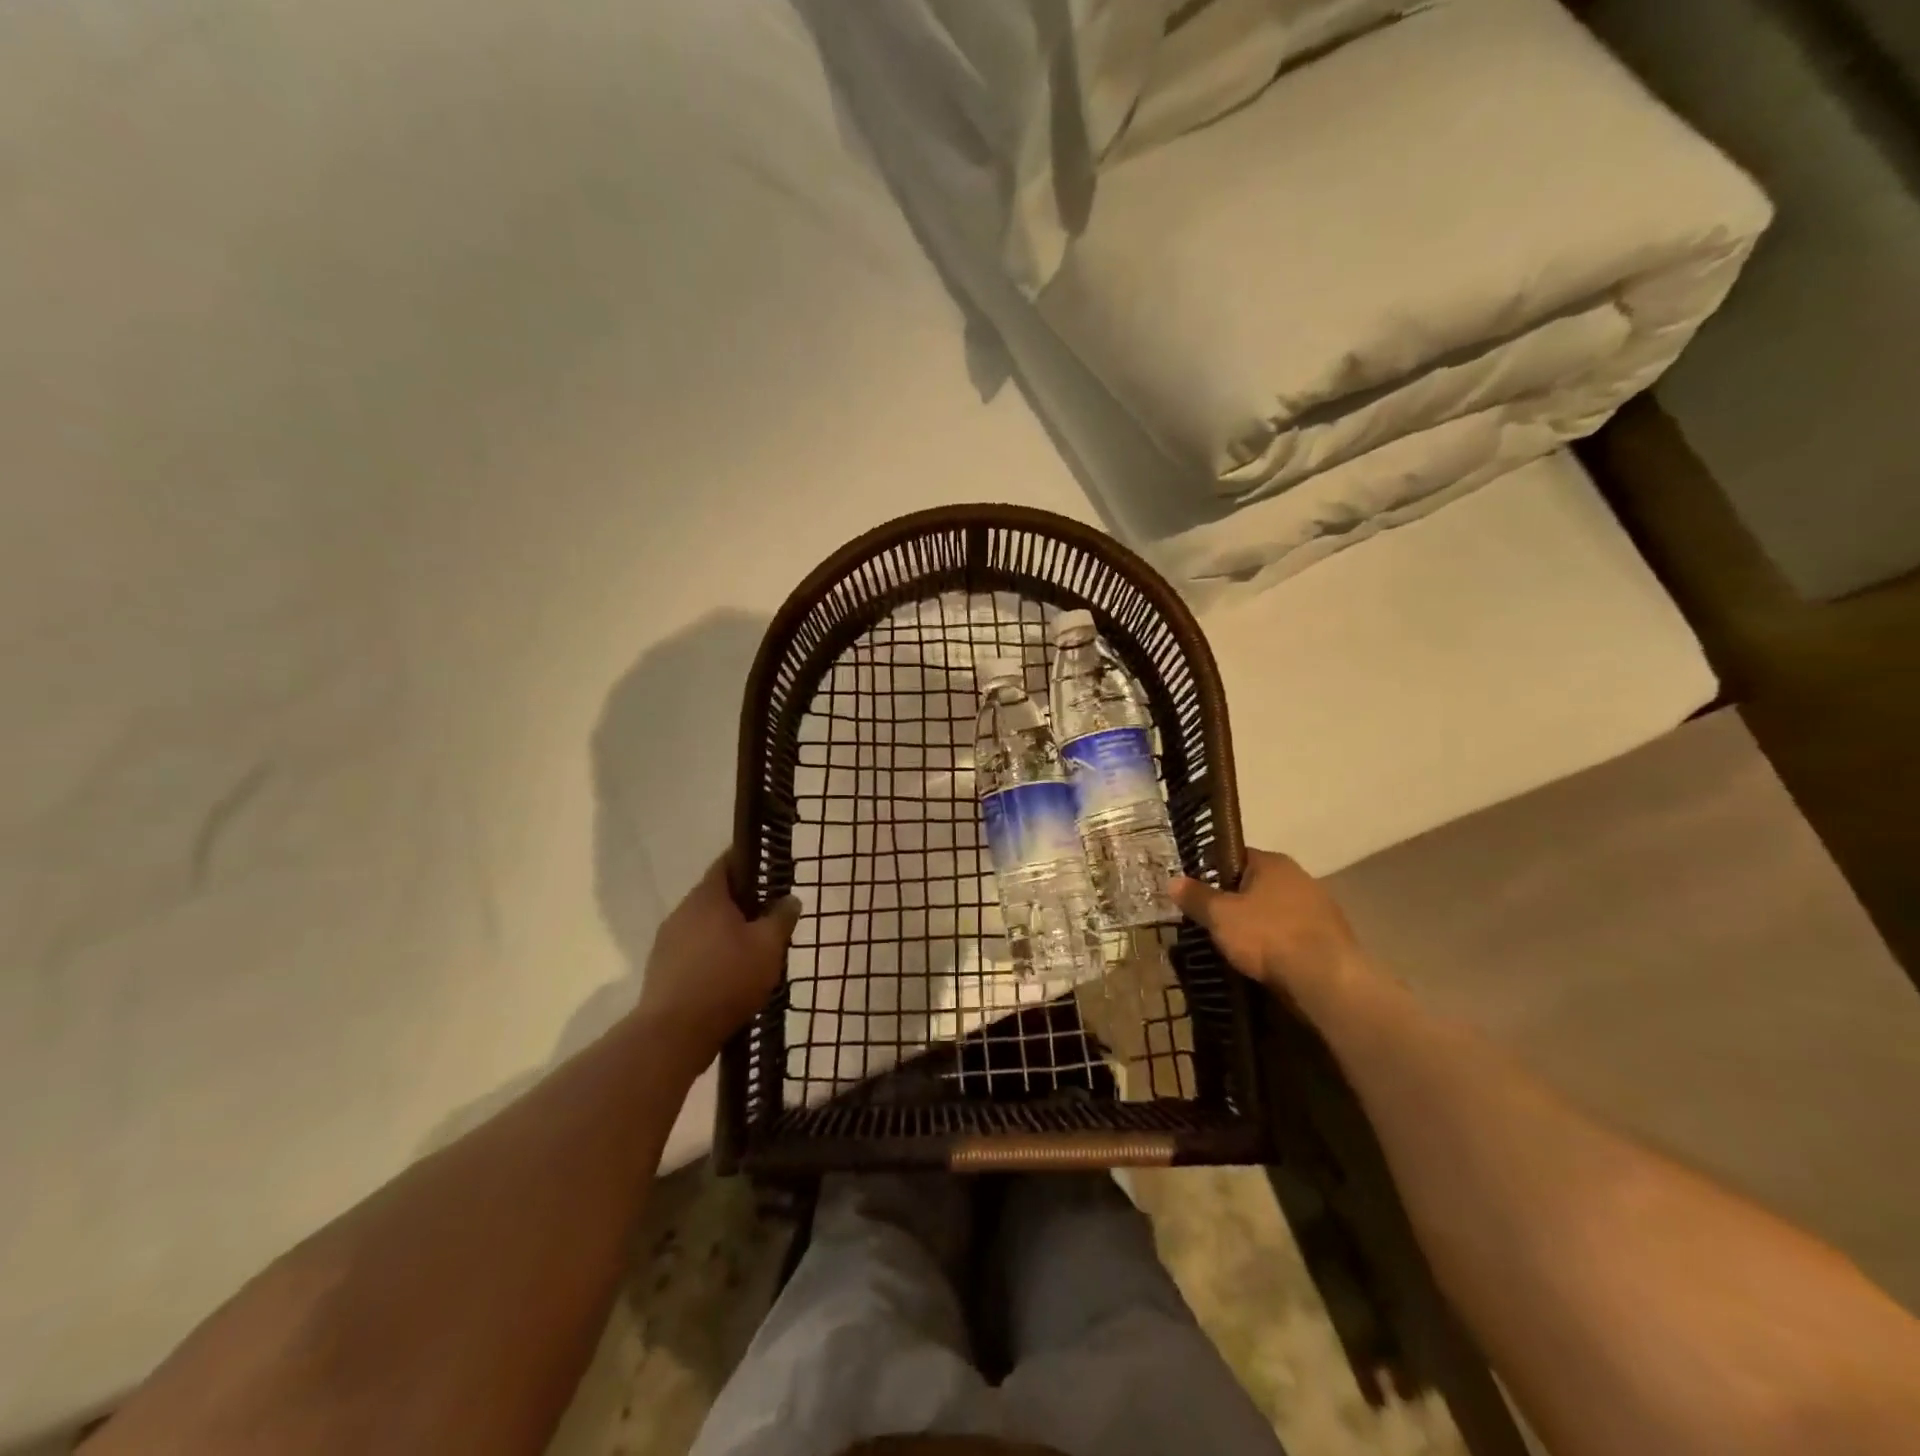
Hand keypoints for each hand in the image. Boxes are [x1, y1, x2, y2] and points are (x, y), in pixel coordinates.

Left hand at [635, 856, 800, 1062]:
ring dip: (726, 932)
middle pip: (716, 897)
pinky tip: (729, 977)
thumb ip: (781, 918)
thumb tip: (790, 899)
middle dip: (743, 904)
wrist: (673, 1034)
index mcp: (707, 897)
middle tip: (770, 918)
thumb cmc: (727, 979)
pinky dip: (712, 955)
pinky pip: (693, 951)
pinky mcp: (661, 970)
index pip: (727, 863)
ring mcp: (667, 942)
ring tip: (753, 951)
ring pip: (704, 926)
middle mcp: (682, 912)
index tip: (771, 871)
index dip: (750, 862)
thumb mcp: (768, 947)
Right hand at [1171, 849, 1366, 1012]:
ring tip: (1238, 945)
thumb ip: (1196, 897)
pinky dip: (1280, 943)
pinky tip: (1267, 961)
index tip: (1198, 891)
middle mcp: (1300, 876)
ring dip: (1260, 923)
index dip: (1213, 871)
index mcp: (1273, 863)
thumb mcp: (1220, 916)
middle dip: (1236, 900)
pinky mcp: (1332, 937)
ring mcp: (1320, 906)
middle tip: (1214, 920)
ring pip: (1277, 909)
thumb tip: (1173, 881)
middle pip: (1257, 883)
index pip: (1236, 856)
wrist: (1326, 979)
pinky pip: (1294, 933)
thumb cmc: (1267, 936)